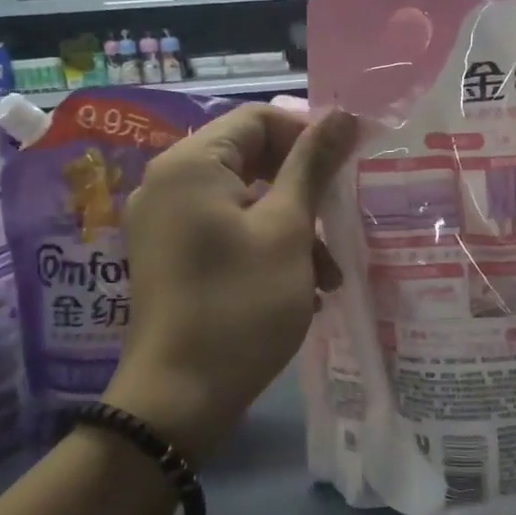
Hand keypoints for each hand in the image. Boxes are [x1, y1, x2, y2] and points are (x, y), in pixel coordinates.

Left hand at [106, 104, 358, 463]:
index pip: (258, 118)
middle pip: (251, 158)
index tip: (349, 168)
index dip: (308, 135)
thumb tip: (344, 115)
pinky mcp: (171, 257)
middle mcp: (170, 183)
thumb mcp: (288, 230)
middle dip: (304, 190)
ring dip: (293, 227)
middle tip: (341, 220)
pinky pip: (227, 231)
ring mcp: (166, 223)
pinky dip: (266, 247)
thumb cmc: (240, 305)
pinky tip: (302, 287)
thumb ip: (313, 166)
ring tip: (330, 275)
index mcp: (192, 164)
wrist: (178, 399)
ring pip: (245, 200)